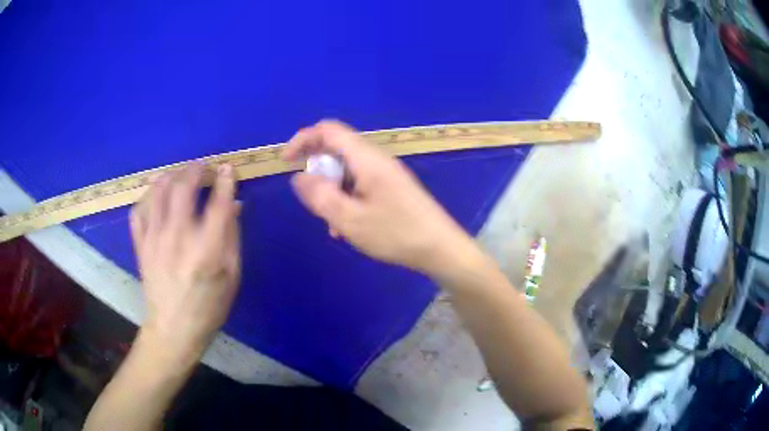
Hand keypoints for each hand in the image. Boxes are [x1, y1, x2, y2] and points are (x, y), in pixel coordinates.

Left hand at [129, 164, 240, 360]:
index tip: (227, 168)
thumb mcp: (232, 276)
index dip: (224, 180)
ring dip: (170, 176)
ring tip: (178, 175)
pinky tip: (155, 197)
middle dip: (194, 170)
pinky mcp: (141, 245)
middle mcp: (178, 238)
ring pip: (158, 191)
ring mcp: (155, 239)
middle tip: (201, 167)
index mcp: (206, 249)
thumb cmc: (209, 306)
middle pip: (183, 187)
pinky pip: (139, 210)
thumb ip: (232, 237)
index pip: (218, 203)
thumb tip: (235, 205)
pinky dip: (147, 197)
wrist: (173, 328)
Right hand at [284, 120, 472, 274]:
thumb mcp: (350, 219)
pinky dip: (347, 199)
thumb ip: (320, 196)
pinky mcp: (392, 187)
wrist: (440, 248)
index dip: (303, 139)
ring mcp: (386, 173)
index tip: (286, 161)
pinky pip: (360, 184)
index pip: (329, 131)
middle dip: (317, 171)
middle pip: (337, 149)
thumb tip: (299, 177)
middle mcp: (376, 159)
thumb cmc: (396, 234)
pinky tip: (348, 226)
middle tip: (312, 199)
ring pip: (347, 171)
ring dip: (332, 191)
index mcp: (366, 159)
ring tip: (332, 223)